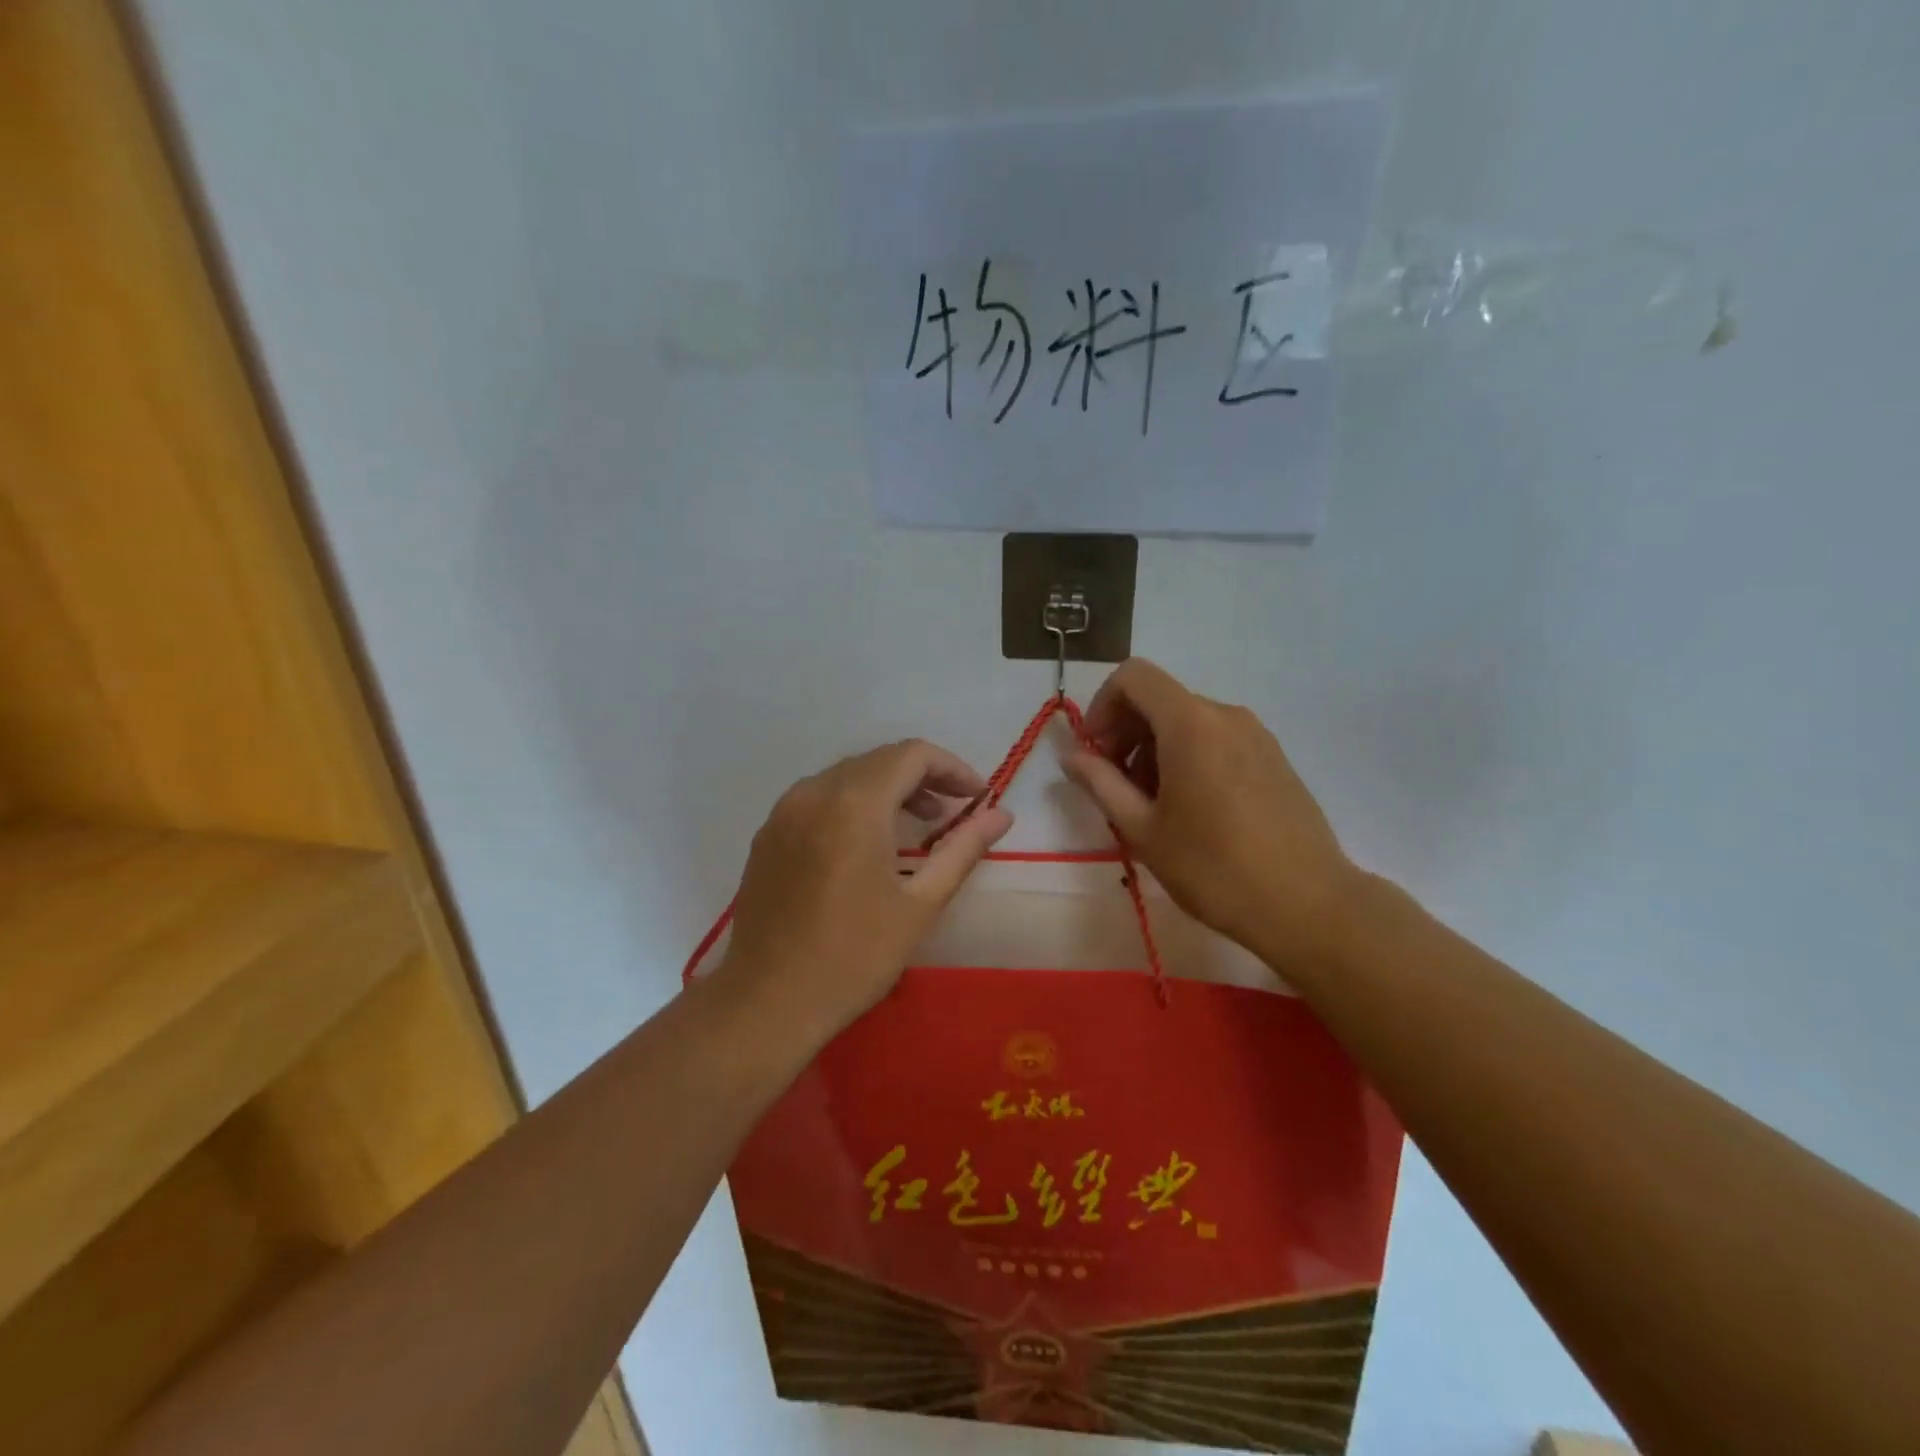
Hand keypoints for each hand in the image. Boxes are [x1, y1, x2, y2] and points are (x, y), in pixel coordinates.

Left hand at [716, 740, 1012, 1042]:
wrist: (767, 1002)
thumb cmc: (854, 956)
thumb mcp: (921, 904)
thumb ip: (964, 849)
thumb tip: (1002, 814)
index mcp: (855, 803)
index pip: (913, 754)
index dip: (953, 768)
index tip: (978, 798)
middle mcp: (815, 791)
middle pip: (879, 760)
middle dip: (923, 776)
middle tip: (953, 812)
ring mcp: (784, 810)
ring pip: (847, 775)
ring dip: (888, 788)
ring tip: (917, 825)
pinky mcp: (768, 833)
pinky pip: (819, 797)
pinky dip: (853, 803)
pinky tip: (866, 843)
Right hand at [1063, 659, 1358, 968]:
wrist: (1308, 905)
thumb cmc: (1214, 868)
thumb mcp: (1143, 830)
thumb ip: (1101, 783)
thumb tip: (1071, 756)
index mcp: (1191, 724)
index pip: (1133, 677)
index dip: (1102, 706)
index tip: (1096, 753)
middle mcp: (1226, 715)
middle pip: (1160, 699)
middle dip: (1126, 733)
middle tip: (1116, 787)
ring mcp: (1256, 734)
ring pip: (1188, 721)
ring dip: (1155, 749)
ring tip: (1153, 806)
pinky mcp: (1274, 757)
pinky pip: (1217, 738)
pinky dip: (1188, 757)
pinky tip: (1191, 809)